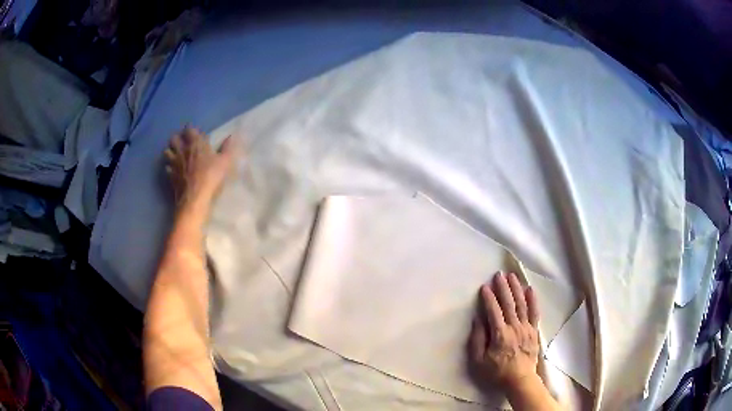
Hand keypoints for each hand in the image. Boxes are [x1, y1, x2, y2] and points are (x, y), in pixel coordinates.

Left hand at [164, 126, 234, 210]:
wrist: (195, 197)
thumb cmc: (211, 177)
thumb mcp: (224, 162)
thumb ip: (226, 148)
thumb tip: (230, 136)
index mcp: (196, 144)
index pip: (189, 130)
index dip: (190, 130)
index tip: (194, 133)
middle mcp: (182, 150)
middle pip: (174, 138)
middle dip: (177, 138)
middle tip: (182, 142)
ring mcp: (174, 163)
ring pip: (167, 151)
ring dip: (170, 151)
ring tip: (175, 155)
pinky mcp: (170, 175)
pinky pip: (167, 167)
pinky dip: (169, 167)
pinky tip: (173, 170)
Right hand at [469, 272, 540, 392]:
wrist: (520, 379)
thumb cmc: (497, 372)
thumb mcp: (479, 361)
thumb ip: (477, 340)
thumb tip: (478, 320)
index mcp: (499, 334)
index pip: (493, 311)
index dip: (488, 298)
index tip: (484, 286)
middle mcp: (514, 327)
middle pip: (508, 303)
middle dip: (503, 287)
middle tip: (498, 274)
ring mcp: (526, 328)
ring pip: (521, 304)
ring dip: (516, 289)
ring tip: (512, 276)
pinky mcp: (534, 331)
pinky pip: (534, 312)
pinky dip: (532, 300)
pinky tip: (530, 289)